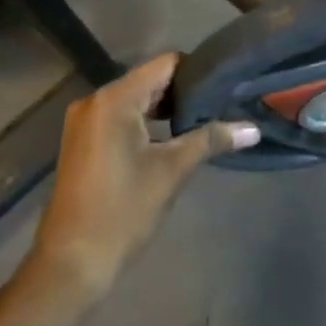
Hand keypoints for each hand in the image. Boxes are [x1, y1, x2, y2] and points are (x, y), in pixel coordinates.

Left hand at [32, 55, 257, 288]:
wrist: (73, 260)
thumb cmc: (123, 210)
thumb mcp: (171, 172)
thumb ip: (210, 140)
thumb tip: (253, 129)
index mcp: (114, 99)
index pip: (164, 65)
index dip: (197, 71)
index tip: (227, 85)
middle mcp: (94, 101)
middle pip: (149, 81)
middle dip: (184, 93)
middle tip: (223, 105)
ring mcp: (84, 121)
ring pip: (135, 101)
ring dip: (166, 110)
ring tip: (205, 122)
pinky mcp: (83, 141)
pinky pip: (120, 118)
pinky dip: (147, 124)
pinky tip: (173, 139)